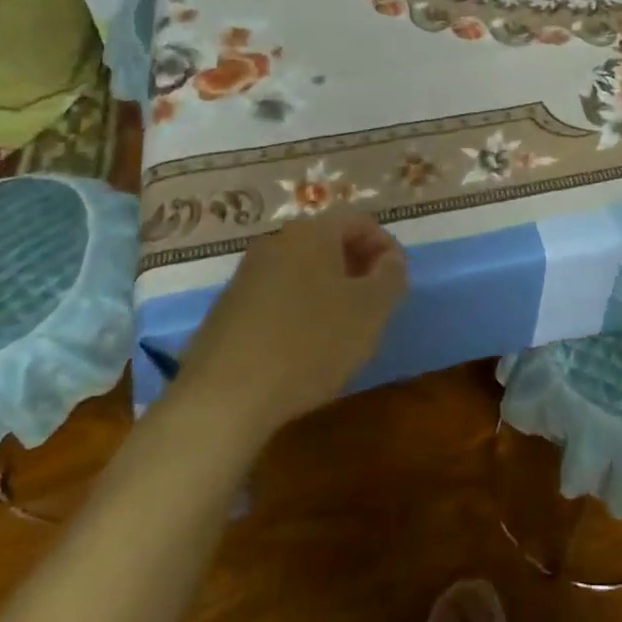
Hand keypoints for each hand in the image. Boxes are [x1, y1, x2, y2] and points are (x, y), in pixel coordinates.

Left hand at [176, 213, 408, 434]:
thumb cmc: (310, 344)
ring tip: (343, 332)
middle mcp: (276, 242)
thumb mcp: (371, 310)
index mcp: (312, 232)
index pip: (362, 223)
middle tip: (376, 307)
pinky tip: (305, 349)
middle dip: (358, 270)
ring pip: (303, 272)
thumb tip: (390, 259)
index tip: (398, 284)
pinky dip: (300, 312)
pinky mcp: (227, 310)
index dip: (387, 249)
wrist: (223, 398)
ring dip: (330, 292)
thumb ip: (391, 276)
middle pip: (330, 244)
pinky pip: (278, 297)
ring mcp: (246, 275)